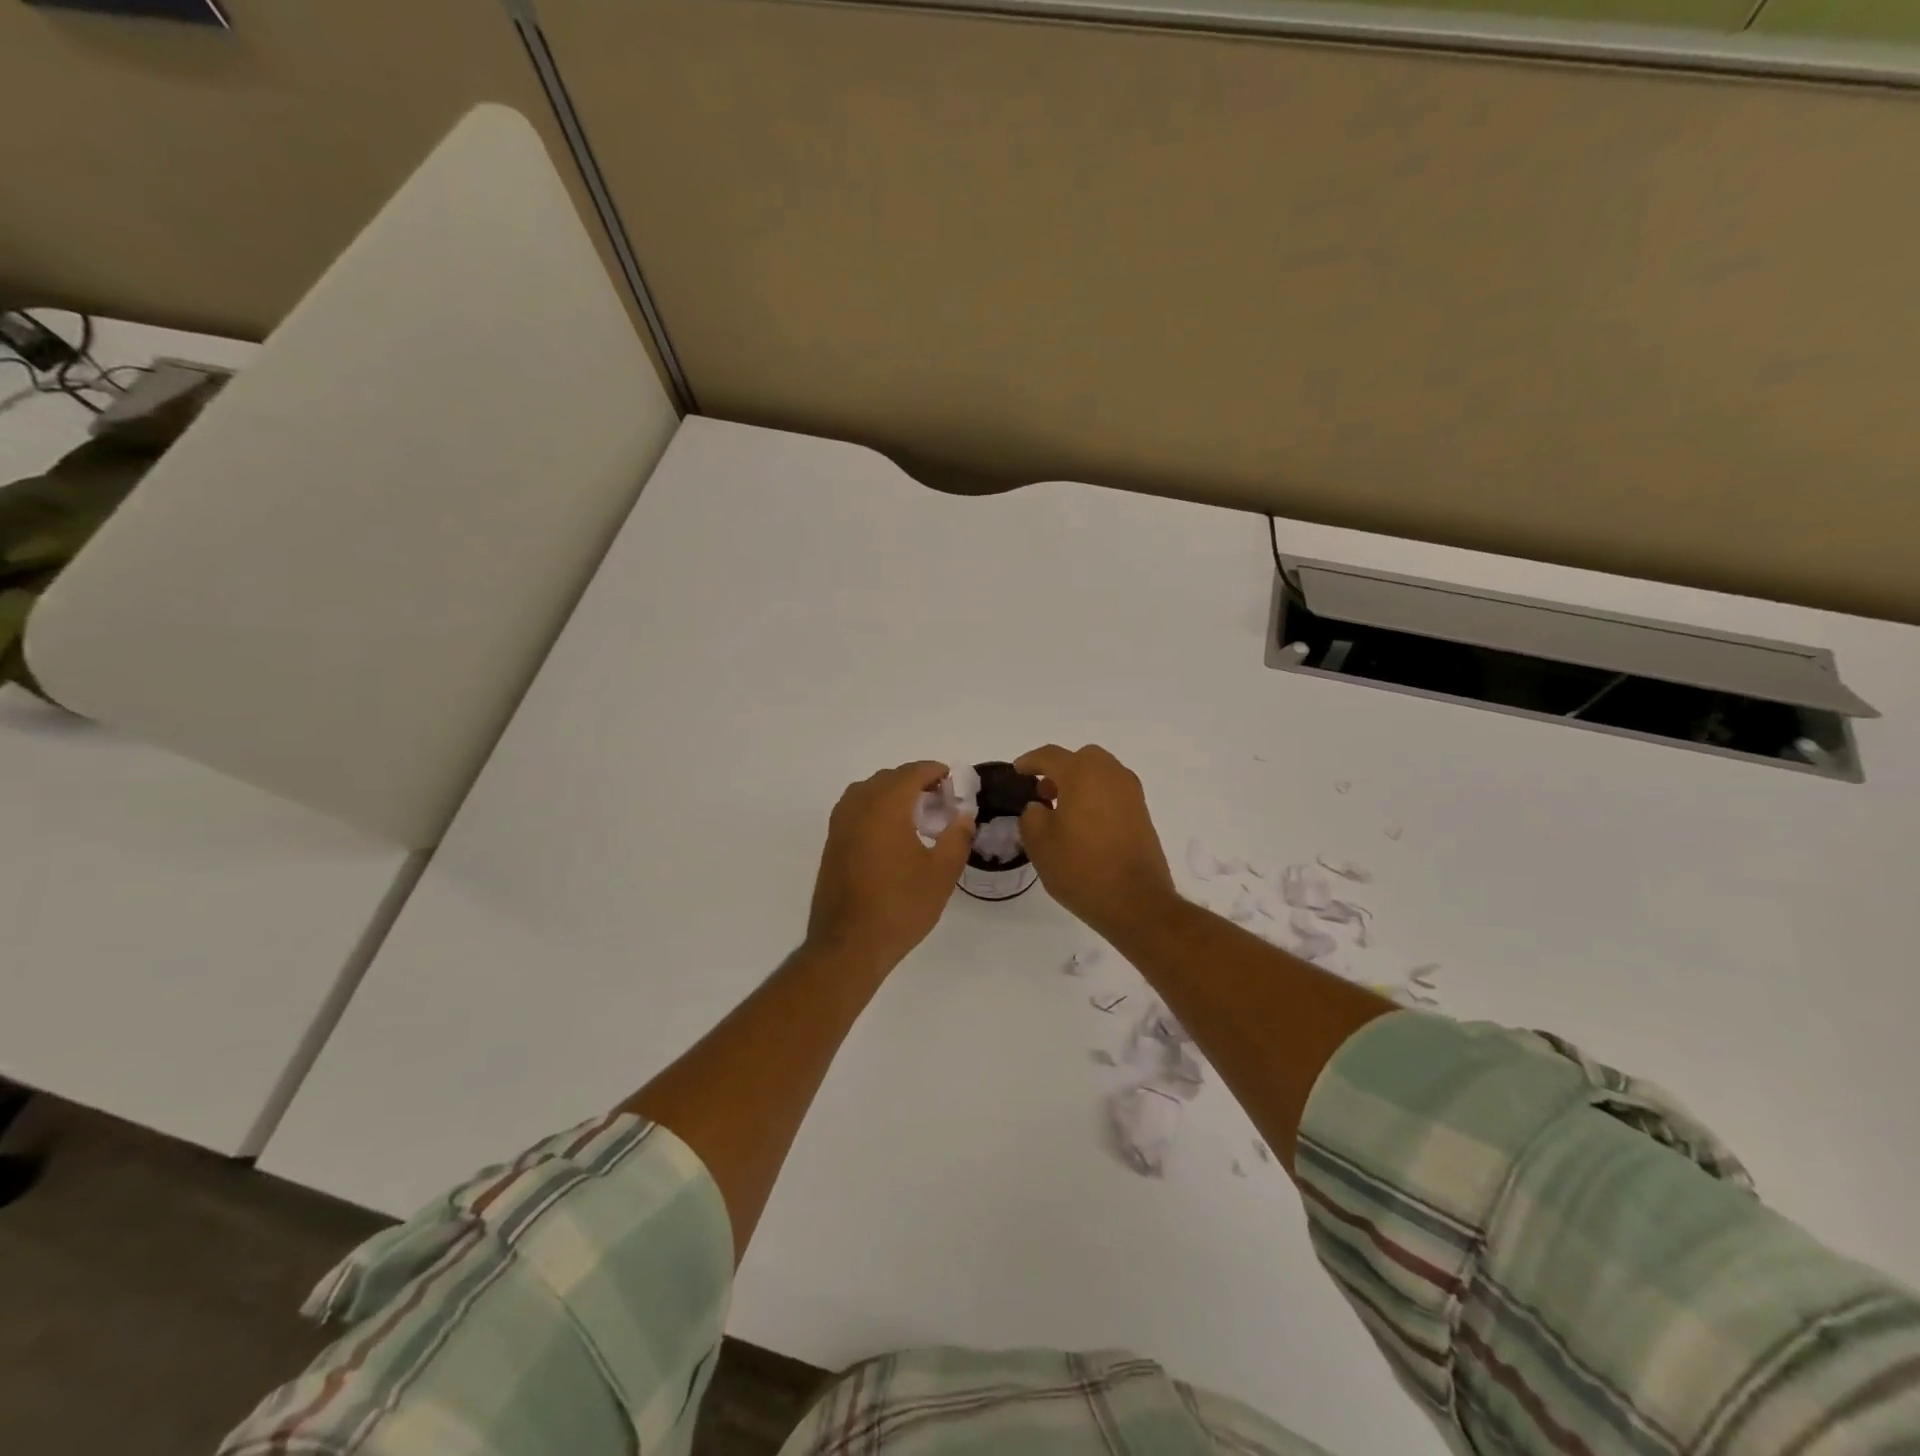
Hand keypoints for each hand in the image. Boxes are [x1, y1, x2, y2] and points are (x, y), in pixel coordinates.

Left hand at [806, 762, 974, 975]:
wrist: (848, 945)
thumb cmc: (900, 906)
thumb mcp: (941, 873)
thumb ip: (957, 836)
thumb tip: (964, 815)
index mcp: (885, 806)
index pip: (912, 772)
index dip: (935, 771)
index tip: (954, 783)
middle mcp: (858, 806)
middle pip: (889, 778)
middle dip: (916, 782)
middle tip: (941, 802)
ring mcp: (840, 824)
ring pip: (869, 792)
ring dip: (893, 794)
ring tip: (916, 816)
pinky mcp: (832, 843)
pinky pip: (856, 809)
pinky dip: (876, 809)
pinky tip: (892, 836)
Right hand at [1016, 744, 1176, 938]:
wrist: (1136, 901)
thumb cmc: (1081, 868)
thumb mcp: (1039, 843)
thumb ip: (1031, 816)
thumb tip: (1039, 808)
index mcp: (1082, 774)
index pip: (1050, 756)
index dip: (1029, 762)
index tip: (1017, 772)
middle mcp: (1110, 774)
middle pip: (1081, 758)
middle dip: (1059, 770)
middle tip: (1043, 794)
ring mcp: (1131, 793)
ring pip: (1101, 773)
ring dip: (1080, 783)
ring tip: (1063, 812)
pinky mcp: (1142, 813)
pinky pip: (1113, 792)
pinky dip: (1096, 798)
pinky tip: (1085, 825)